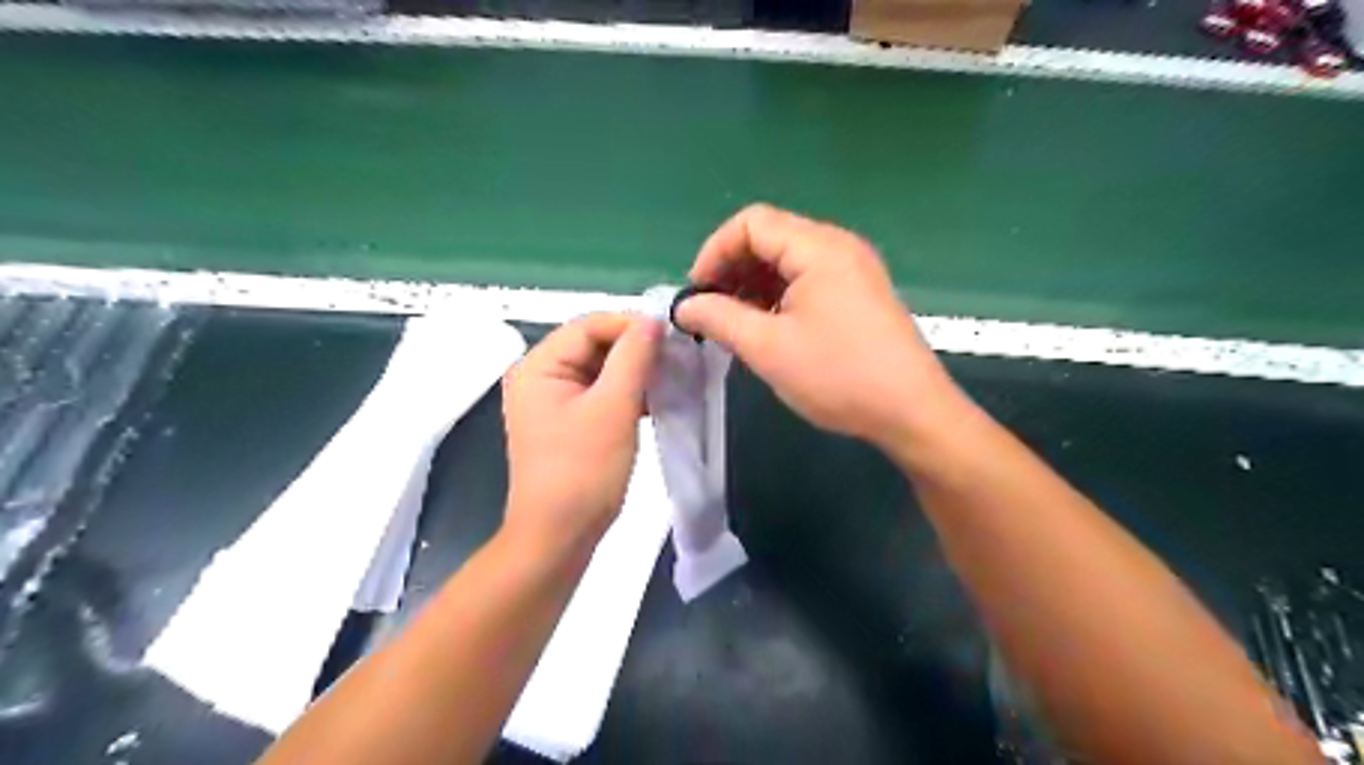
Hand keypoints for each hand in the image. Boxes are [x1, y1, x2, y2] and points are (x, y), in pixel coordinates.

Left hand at [500, 313, 659, 555]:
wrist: (559, 537)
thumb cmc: (583, 471)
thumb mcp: (614, 408)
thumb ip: (634, 357)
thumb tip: (653, 320)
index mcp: (537, 366)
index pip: (589, 325)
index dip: (631, 324)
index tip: (672, 336)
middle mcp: (539, 376)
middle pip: (593, 344)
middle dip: (635, 349)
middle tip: (677, 357)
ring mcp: (552, 400)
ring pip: (600, 369)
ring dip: (635, 371)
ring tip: (671, 377)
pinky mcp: (567, 421)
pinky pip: (600, 393)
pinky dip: (627, 392)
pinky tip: (655, 400)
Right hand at [677, 206, 961, 452]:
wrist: (912, 412)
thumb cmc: (838, 376)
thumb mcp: (768, 348)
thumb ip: (719, 319)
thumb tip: (685, 307)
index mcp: (818, 248)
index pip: (752, 223)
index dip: (715, 252)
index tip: (696, 294)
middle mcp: (838, 247)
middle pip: (770, 238)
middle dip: (732, 270)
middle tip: (711, 312)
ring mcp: (853, 270)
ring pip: (788, 262)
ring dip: (753, 286)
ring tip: (734, 325)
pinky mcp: (859, 294)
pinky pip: (808, 281)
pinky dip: (778, 297)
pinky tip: (767, 329)